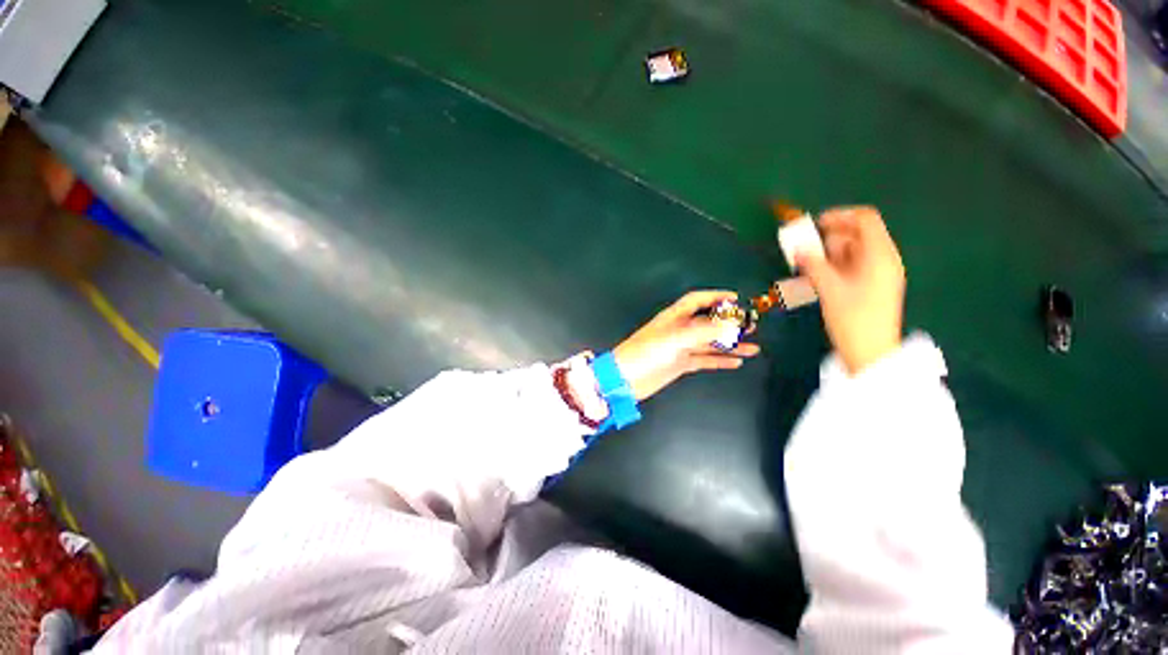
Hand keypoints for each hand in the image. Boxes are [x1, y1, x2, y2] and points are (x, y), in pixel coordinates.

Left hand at [613, 291, 760, 401]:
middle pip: (707, 323)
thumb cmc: (645, 353)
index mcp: (674, 318)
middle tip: (750, 325)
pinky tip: (735, 362)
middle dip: (729, 323)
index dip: (715, 297)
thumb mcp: (674, 339)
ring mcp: (680, 348)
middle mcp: (679, 330)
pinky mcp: (680, 364)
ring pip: (709, 343)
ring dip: (730, 345)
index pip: (696, 300)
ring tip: (752, 347)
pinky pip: (704, 360)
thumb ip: (702, 332)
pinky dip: (720, 360)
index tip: (735, 298)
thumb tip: (730, 325)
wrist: (626, 379)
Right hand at [795, 207, 904, 375]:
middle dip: (829, 238)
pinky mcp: (871, 286)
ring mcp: (878, 273)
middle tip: (804, 249)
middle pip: (857, 235)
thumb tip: (799, 248)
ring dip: (828, 254)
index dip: (839, 216)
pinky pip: (851, 266)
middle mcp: (883, 260)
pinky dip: (833, 266)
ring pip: (851, 252)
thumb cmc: (853, 320)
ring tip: (806, 265)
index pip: (865, 219)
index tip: (814, 225)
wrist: (870, 353)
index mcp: (880, 255)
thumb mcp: (830, 289)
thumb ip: (813, 265)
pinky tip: (816, 277)